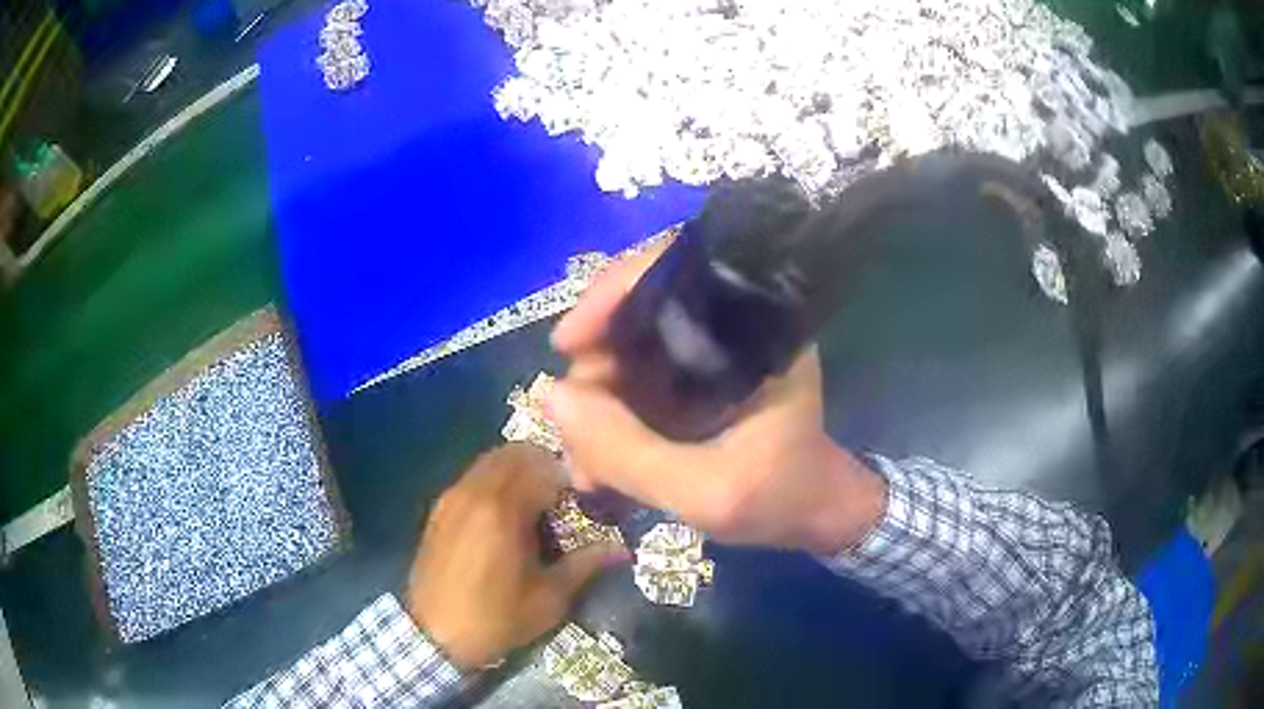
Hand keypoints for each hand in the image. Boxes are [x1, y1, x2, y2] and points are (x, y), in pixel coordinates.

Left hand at [405, 444, 628, 670]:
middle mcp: (475, 491)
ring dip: (518, 470)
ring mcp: (452, 497)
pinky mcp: (439, 509)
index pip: (544, 468)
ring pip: (491, 461)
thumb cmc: (497, 619)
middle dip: (543, 466)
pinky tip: (503, 515)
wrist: (435, 635)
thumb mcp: (549, 599)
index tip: (583, 499)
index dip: (569, 479)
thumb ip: (585, 565)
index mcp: (504, 510)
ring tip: (534, 503)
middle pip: (515, 453)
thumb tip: (621, 548)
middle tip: (562, 496)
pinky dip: (494, 481)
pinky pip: (472, 477)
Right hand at [545, 240, 886, 555]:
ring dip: (594, 399)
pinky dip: (608, 415)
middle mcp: (732, 324)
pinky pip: (634, 378)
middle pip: (639, 309)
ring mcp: (710, 350)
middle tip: (571, 428)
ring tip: (584, 465)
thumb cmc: (780, 498)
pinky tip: (596, 463)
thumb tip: (551, 397)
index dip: (614, 291)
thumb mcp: (708, 492)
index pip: (678, 267)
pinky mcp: (695, 377)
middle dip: (594, 367)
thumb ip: (630, 453)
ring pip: (628, 348)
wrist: (812, 516)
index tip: (568, 343)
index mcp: (757, 328)